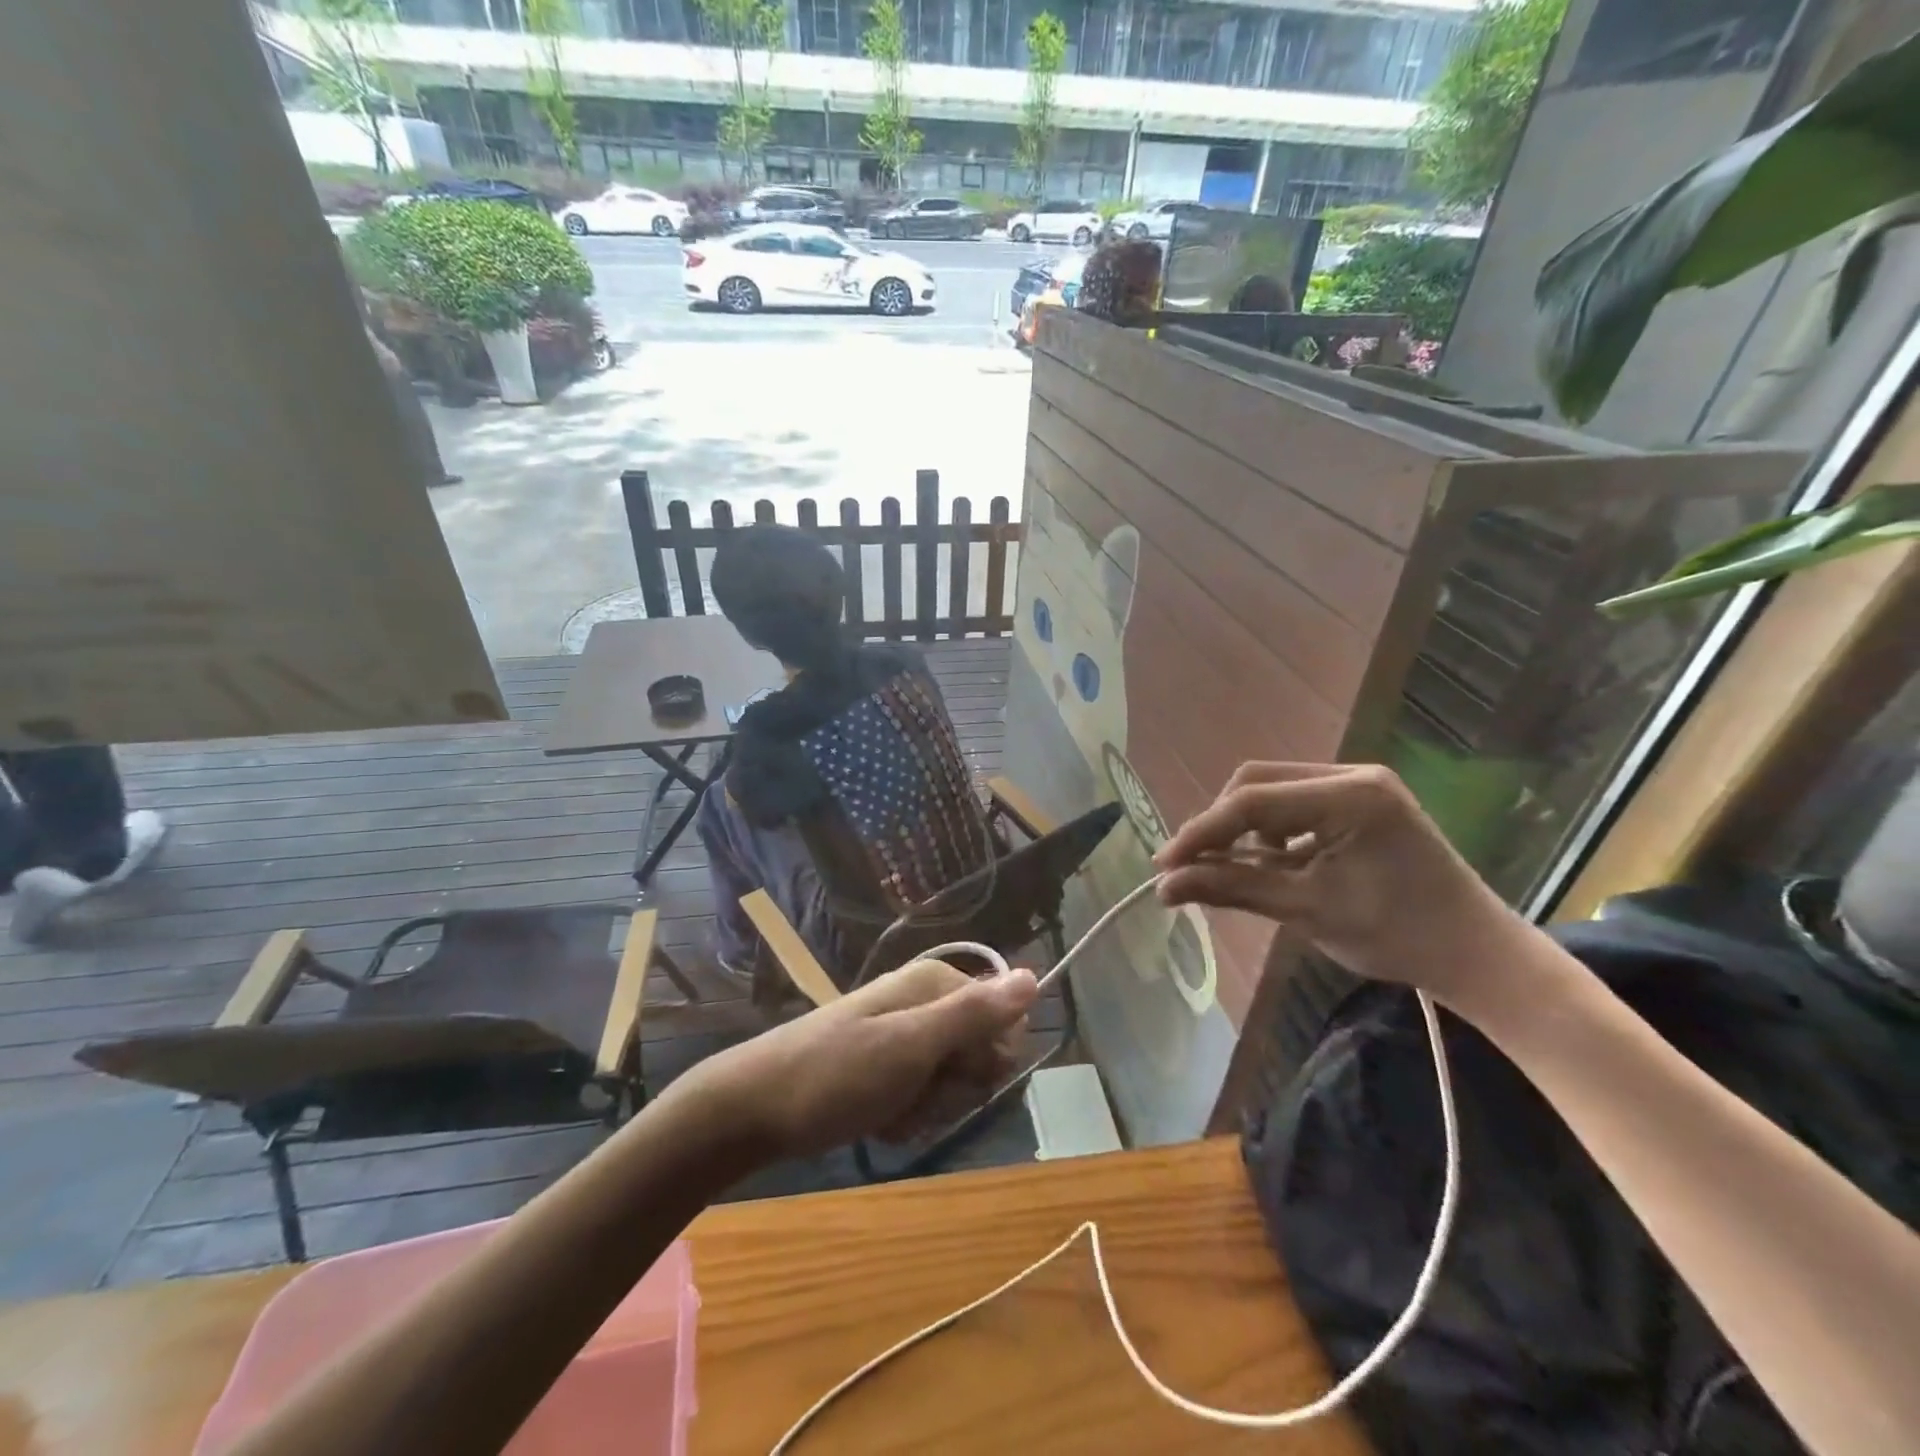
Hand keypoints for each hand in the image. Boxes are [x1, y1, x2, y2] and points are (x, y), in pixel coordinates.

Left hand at [689, 959, 1038, 1161]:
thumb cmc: (837, 1073)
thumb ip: (974, 1012)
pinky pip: (921, 1094)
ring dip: (928, 1106)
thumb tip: (1035, 976)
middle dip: (953, 1088)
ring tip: (889, 1108)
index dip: (986, 1060)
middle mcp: (924, 1002)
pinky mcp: (886, 1065)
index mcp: (935, 984)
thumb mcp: (912, 1043)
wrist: (755, 1107)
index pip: (1003, 1023)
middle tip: (913, 1092)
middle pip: (978, 1055)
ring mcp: (903, 1034)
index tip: (951, 1074)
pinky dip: (906, 1114)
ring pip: (951, 1082)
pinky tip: (878, 1118)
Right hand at [1153, 762, 1520, 1000]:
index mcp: (1349, 797)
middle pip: (1256, 783)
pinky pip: (1294, 801)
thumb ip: (1232, 889)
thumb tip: (1164, 886)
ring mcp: (1358, 784)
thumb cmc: (1396, 936)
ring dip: (1242, 827)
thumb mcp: (1306, 911)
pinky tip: (1269, 862)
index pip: (1251, 803)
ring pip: (1271, 789)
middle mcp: (1352, 775)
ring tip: (1229, 869)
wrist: (1475, 954)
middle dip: (1219, 825)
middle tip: (1192, 867)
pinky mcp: (1359, 799)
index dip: (1201, 833)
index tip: (1163, 865)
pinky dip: (1269, 830)